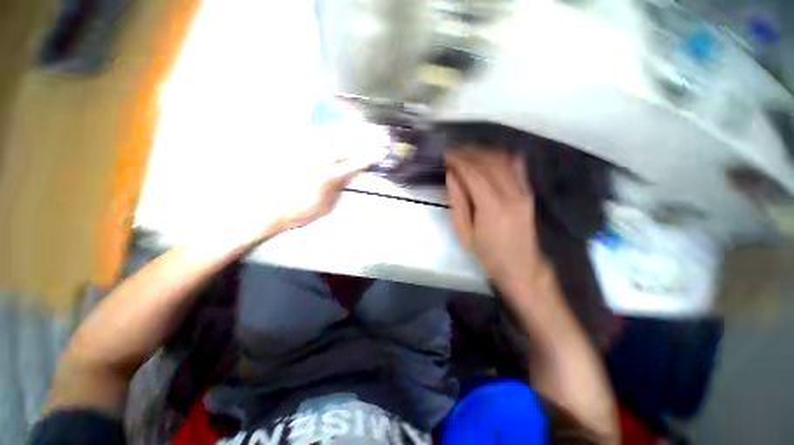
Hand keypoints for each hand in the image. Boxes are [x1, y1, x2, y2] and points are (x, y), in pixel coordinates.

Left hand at [188, 120, 388, 250]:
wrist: (269, 208)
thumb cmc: (301, 212)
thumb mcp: (329, 204)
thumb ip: (342, 185)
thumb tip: (354, 171)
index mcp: (327, 176)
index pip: (356, 162)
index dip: (372, 155)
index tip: (385, 151)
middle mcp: (317, 158)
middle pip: (349, 143)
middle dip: (369, 138)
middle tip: (383, 135)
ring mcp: (305, 148)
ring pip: (336, 133)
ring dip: (355, 130)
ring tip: (369, 129)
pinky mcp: (295, 145)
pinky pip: (320, 132)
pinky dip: (337, 129)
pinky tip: (346, 129)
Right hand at [445, 148, 549, 301]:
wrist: (521, 266)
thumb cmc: (487, 254)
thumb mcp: (464, 233)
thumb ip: (457, 201)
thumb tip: (450, 175)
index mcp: (493, 208)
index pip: (473, 173)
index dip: (457, 160)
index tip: (443, 154)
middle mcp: (512, 194)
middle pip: (488, 162)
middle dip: (467, 153)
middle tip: (451, 153)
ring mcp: (524, 191)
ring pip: (502, 160)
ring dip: (481, 153)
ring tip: (465, 154)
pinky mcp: (529, 192)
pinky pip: (515, 165)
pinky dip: (498, 156)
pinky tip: (486, 157)